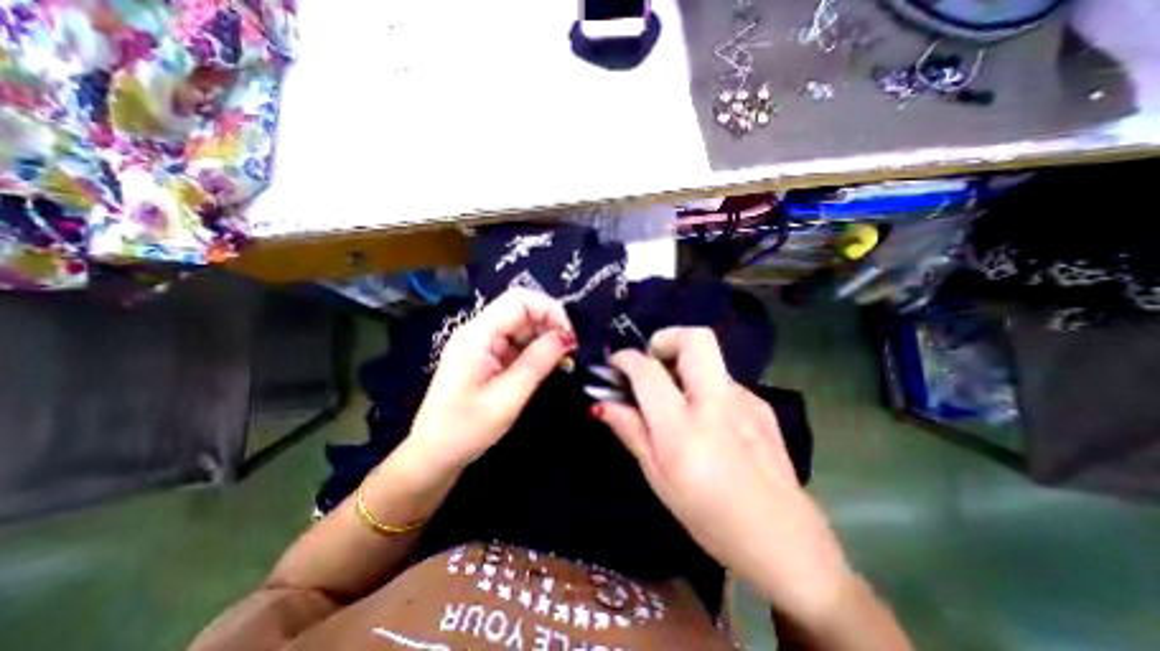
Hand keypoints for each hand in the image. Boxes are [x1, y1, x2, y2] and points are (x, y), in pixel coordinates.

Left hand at [404, 288, 575, 474]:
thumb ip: (538, 362)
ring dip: (545, 337)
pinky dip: (536, 349)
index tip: (570, 338)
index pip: (520, 300)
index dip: (550, 310)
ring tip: (561, 360)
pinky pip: (517, 341)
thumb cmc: (466, 429)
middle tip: (569, 351)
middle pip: (521, 308)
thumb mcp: (508, 397)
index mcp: (477, 334)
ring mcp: (482, 342)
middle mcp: (479, 330)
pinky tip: (546, 365)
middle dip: (550, 323)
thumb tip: (568, 336)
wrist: (435, 455)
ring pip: (522, 324)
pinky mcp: (487, 355)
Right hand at [597, 327, 849, 622]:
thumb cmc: (709, 517)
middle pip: (695, 338)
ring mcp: (746, 400)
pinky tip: (706, 419)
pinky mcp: (762, 405)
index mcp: (684, 429)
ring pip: (709, 359)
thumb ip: (631, 432)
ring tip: (675, 397)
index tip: (616, 363)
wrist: (784, 541)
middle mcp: (717, 404)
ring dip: (684, 365)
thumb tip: (602, 404)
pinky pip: (723, 381)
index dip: (626, 359)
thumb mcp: (658, 478)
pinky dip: (704, 386)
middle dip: (666, 338)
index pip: (649, 372)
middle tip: (652, 361)